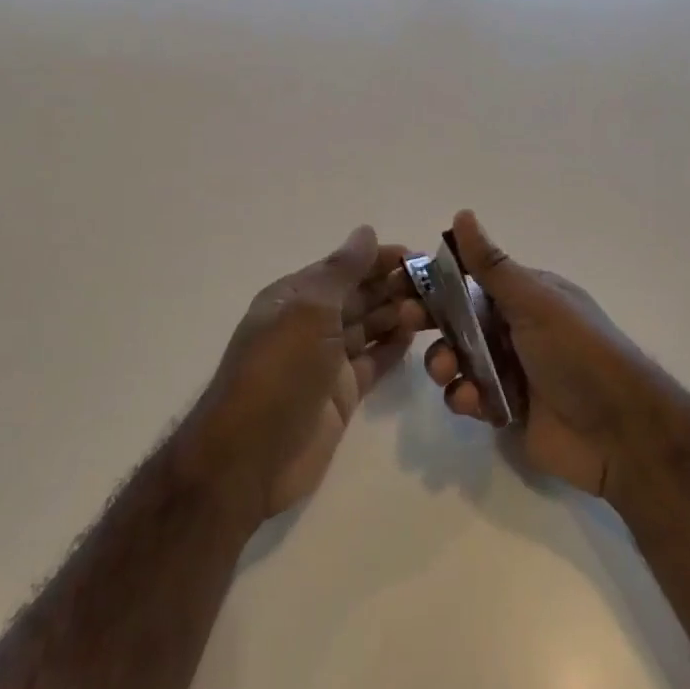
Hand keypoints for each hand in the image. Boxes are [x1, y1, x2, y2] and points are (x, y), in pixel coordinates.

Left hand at [181, 226, 426, 520]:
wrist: (250, 457)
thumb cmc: (279, 372)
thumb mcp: (309, 311)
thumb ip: (342, 271)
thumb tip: (366, 231)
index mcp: (295, 297)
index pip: (343, 267)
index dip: (379, 258)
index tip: (419, 256)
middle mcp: (310, 324)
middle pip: (359, 296)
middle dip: (394, 286)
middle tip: (439, 284)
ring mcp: (326, 361)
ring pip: (369, 327)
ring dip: (398, 314)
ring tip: (435, 308)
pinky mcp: (342, 394)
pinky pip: (373, 361)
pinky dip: (393, 346)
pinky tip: (417, 334)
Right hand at [421, 211, 655, 499]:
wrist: (621, 433)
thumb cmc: (578, 354)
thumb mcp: (535, 302)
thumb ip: (493, 265)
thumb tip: (463, 214)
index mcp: (526, 296)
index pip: (470, 278)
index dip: (435, 279)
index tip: (401, 282)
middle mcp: (516, 328)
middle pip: (458, 318)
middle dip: (430, 319)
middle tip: (404, 320)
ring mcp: (511, 370)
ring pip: (458, 358)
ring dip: (444, 361)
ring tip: (447, 371)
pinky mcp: (508, 409)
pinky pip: (470, 396)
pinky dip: (465, 397)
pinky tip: (473, 402)